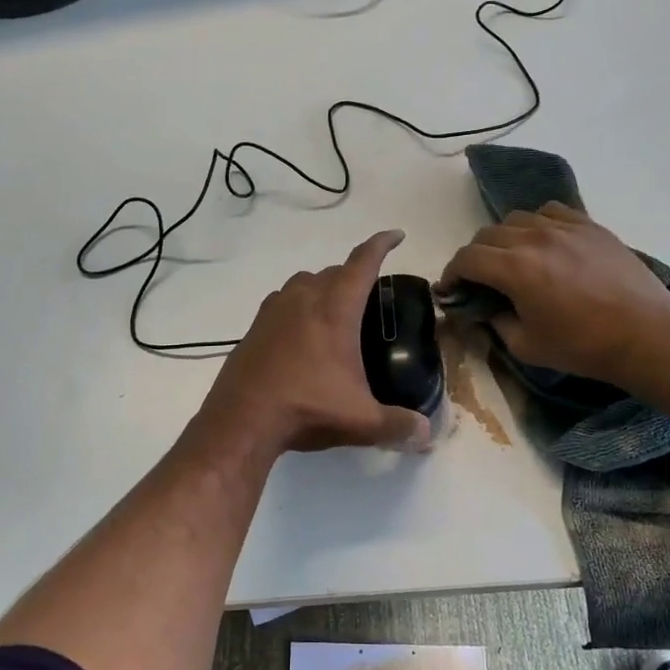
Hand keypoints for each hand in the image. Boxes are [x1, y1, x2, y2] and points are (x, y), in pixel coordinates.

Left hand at [195, 230, 432, 459]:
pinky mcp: (254, 327)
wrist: (242, 420)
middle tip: (370, 296)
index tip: (396, 236)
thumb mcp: (360, 421)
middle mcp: (304, 299)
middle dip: (354, 275)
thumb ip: (398, 425)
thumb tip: (427, 433)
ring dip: (323, 286)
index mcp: (335, 310)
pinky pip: (282, 301)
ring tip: (335, 311)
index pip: (362, 263)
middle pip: (334, 271)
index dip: (381, 245)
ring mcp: (274, 310)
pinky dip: (297, 305)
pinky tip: (301, 332)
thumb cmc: (307, 409)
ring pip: (304, 282)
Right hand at [436, 203, 669, 384]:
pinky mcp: (590, 226)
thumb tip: (481, 311)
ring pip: (517, 219)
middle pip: (487, 235)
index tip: (450, 290)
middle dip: (475, 257)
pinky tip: (545, 243)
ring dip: (504, 239)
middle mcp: (534, 238)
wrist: (646, 336)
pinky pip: (551, 211)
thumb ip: (495, 323)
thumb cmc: (583, 347)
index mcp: (514, 269)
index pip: (466, 258)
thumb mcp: (526, 346)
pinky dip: (537, 224)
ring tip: (513, 259)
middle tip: (478, 280)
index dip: (451, 273)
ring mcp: (564, 227)